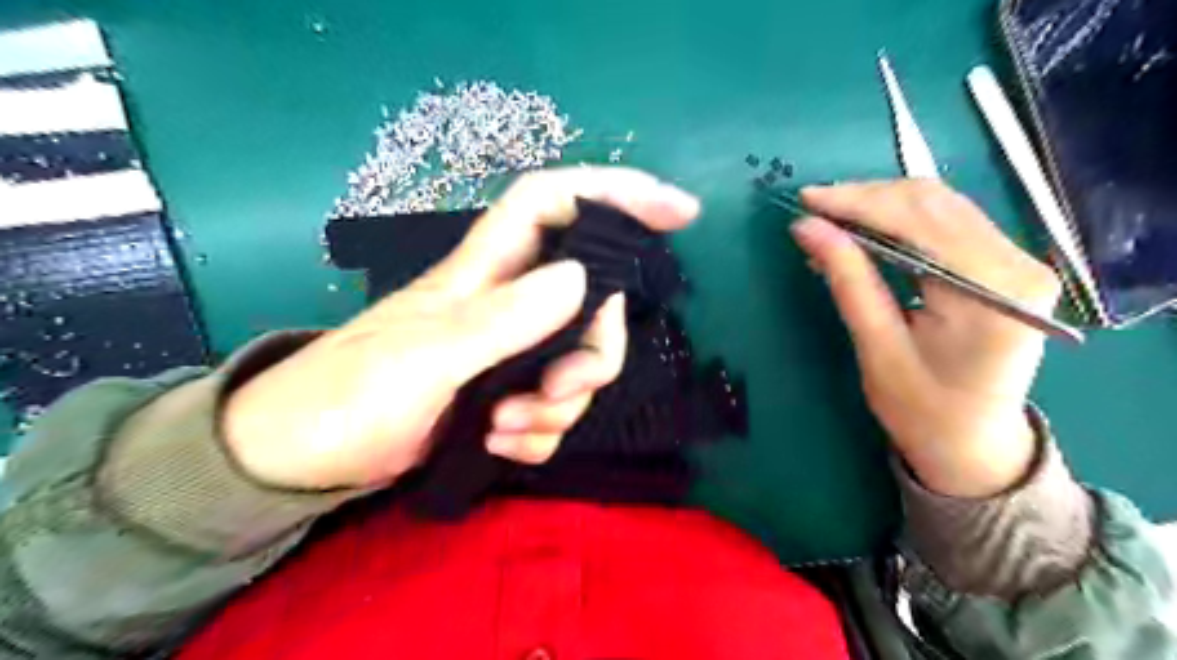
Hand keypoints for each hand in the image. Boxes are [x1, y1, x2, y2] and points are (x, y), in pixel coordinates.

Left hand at [221, 167, 696, 491]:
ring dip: (557, 409)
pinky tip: (496, 444)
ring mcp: (510, 354)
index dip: (616, 193)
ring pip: (578, 365)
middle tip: (559, 390)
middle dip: (594, 353)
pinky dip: (538, 435)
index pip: (555, 203)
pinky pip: (555, 411)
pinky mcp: (506, 396)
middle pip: (591, 304)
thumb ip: (501, 321)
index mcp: (485, 274)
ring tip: (503, 426)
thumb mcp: (424, 357)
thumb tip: (580, 279)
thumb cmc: (346, 395)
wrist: (305, 461)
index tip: (677, 213)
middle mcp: (508, 306)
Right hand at [794, 177, 1063, 496]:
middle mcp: (1018, 263)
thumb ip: (848, 280)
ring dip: (880, 205)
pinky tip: (864, 232)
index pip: (919, 221)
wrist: (973, 443)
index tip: (807, 201)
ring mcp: (1017, 260)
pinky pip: (946, 223)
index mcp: (992, 291)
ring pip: (940, 205)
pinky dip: (898, 220)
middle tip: (813, 208)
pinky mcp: (1003, 264)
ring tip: (831, 219)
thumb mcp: (877, 347)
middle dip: (866, 198)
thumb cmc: (922, 409)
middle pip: (934, 202)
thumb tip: (807, 227)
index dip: (858, 203)